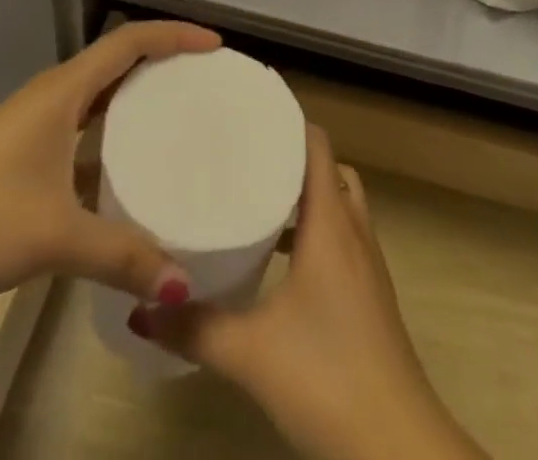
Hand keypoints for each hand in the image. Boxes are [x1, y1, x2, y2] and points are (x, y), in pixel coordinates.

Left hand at [0, 21, 219, 322]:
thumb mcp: (54, 237)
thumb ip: (123, 257)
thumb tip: (184, 286)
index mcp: (62, 92)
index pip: (130, 42)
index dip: (175, 36)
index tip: (217, 47)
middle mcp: (51, 95)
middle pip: (117, 59)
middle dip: (164, 60)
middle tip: (208, 81)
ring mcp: (33, 125)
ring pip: (98, 93)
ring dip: (137, 95)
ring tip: (180, 115)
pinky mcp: (22, 153)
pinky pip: (82, 124)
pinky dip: (113, 131)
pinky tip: (129, 167)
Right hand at [141, 127, 484, 459]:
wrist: (397, 444)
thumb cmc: (326, 375)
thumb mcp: (250, 352)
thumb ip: (194, 327)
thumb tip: (141, 304)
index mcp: (331, 222)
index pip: (316, 144)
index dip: (287, 120)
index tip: (248, 111)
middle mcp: (353, 229)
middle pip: (328, 169)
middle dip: (291, 156)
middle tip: (246, 155)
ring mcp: (367, 263)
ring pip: (338, 203)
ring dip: (305, 196)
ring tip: (257, 199)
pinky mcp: (369, 294)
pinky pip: (342, 236)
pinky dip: (315, 231)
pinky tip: (281, 262)